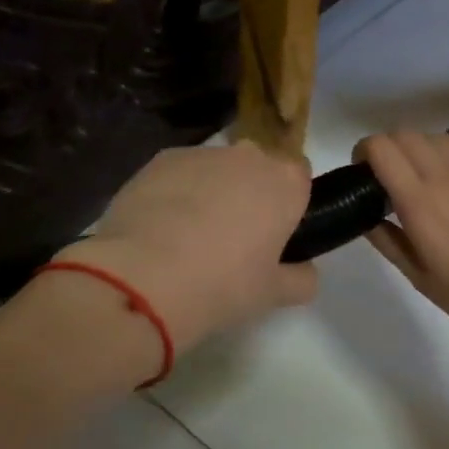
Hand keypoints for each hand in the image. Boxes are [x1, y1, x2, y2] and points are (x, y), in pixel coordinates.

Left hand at [61, 142, 317, 351]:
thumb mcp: (275, 294)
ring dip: (212, 192)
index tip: (276, 233)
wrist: (144, 278)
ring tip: (189, 237)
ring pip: (216, 170)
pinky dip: (175, 193)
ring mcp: (202, 154)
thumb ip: (301, 279)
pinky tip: (160, 230)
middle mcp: (249, 156)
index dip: (290, 203)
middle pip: (258, 168)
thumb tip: (304, 271)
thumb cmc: (224, 284)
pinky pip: (179, 174)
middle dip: (251, 193)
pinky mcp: (160, 160)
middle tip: (235, 239)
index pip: (300, 177)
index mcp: (286, 182)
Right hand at [359, 131, 448, 351]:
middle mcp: (445, 177)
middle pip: (404, 134)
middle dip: (385, 147)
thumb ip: (390, 243)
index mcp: (420, 203)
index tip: (361, 174)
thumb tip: (368, 217)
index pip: (382, 148)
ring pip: (433, 136)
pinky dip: (442, 154)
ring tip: (416, 178)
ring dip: (415, 148)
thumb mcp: (422, 279)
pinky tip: (447, 182)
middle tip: (384, 178)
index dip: (363, 152)